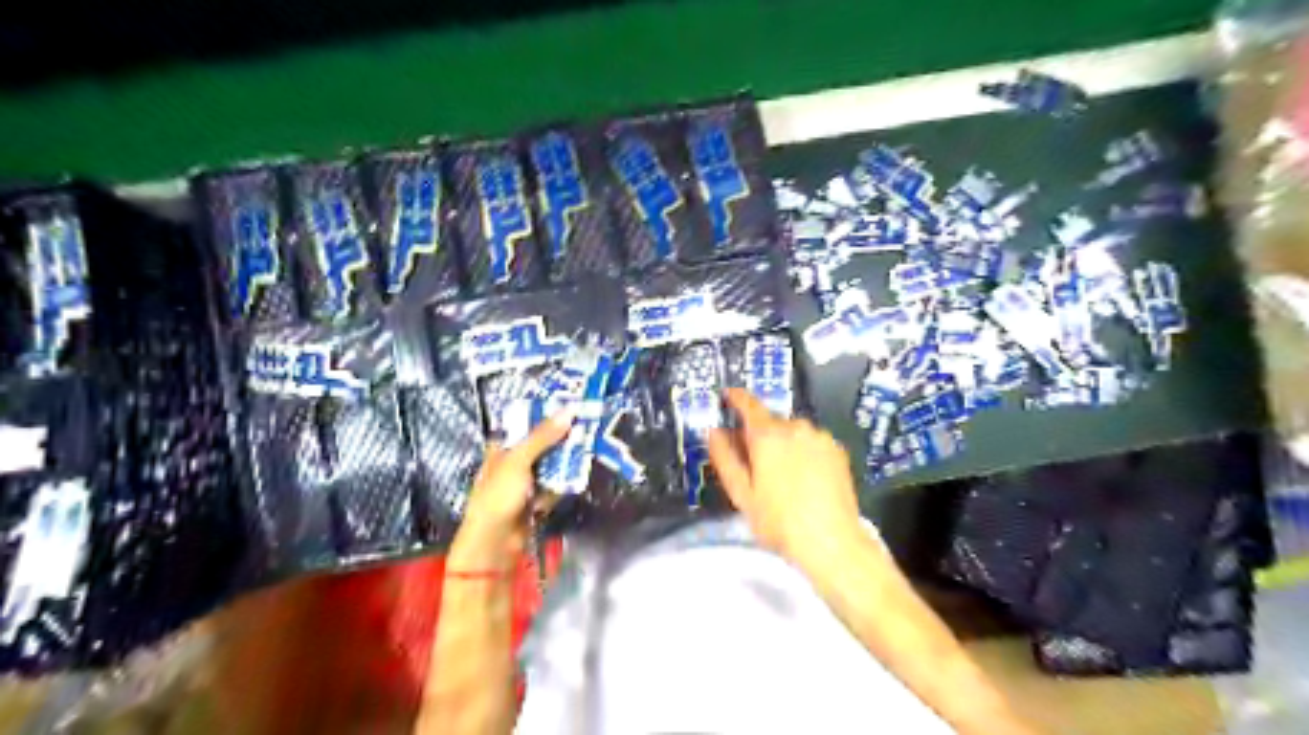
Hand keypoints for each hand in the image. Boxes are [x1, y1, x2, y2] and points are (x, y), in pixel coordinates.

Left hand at [452, 410, 574, 571]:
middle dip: (561, 439)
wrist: (495, 543)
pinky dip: (562, 484)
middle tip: (585, 427)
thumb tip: (569, 411)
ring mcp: (525, 483)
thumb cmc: (498, 496)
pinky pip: (554, 486)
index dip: (545, 416)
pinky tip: (574, 479)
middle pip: (542, 444)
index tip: (570, 408)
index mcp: (501, 448)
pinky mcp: (536, 501)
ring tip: (585, 450)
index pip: (525, 425)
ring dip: (566, 462)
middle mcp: (513, 463)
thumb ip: (543, 436)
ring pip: (551, 465)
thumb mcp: (519, 460)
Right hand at [711, 392, 866, 566]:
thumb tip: (714, 433)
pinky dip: (803, 451)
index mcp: (768, 435)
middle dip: (758, 435)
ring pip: (792, 432)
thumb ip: (725, 457)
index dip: (736, 398)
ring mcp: (820, 437)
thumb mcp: (742, 493)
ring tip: (780, 477)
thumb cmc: (780, 521)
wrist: (832, 542)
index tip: (728, 395)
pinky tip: (802, 478)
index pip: (748, 404)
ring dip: (782, 444)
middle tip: (752, 462)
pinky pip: (811, 442)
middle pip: (770, 421)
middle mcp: (796, 428)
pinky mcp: (837, 450)